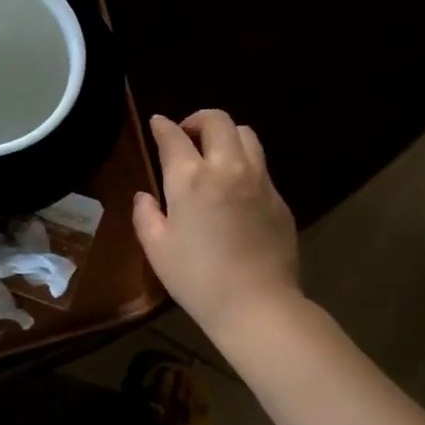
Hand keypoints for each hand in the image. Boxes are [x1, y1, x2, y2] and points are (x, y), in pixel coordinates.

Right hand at [132, 111, 300, 336]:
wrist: (257, 304)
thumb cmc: (197, 279)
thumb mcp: (157, 249)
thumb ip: (146, 215)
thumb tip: (145, 196)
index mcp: (190, 178)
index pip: (174, 136)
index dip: (162, 126)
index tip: (157, 124)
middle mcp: (227, 168)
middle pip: (217, 120)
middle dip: (198, 120)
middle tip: (187, 136)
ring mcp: (259, 180)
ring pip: (246, 134)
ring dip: (227, 135)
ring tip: (215, 154)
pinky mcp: (279, 198)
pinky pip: (261, 166)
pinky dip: (245, 164)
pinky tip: (236, 188)